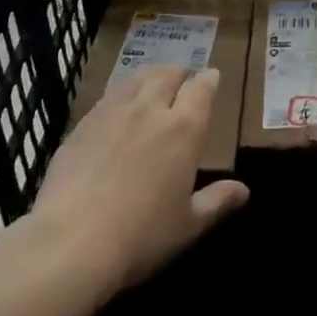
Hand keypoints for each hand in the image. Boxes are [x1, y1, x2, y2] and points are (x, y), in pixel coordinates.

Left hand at [25, 66, 248, 296]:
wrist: (72, 241)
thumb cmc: (141, 236)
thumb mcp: (188, 225)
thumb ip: (217, 202)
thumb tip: (244, 190)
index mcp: (183, 128)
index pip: (201, 89)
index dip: (208, 80)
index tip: (212, 76)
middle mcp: (150, 109)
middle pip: (167, 75)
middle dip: (178, 74)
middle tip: (181, 80)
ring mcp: (113, 112)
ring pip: (136, 79)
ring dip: (148, 77)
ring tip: (150, 84)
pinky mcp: (83, 124)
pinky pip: (107, 97)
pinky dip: (119, 95)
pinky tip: (115, 109)